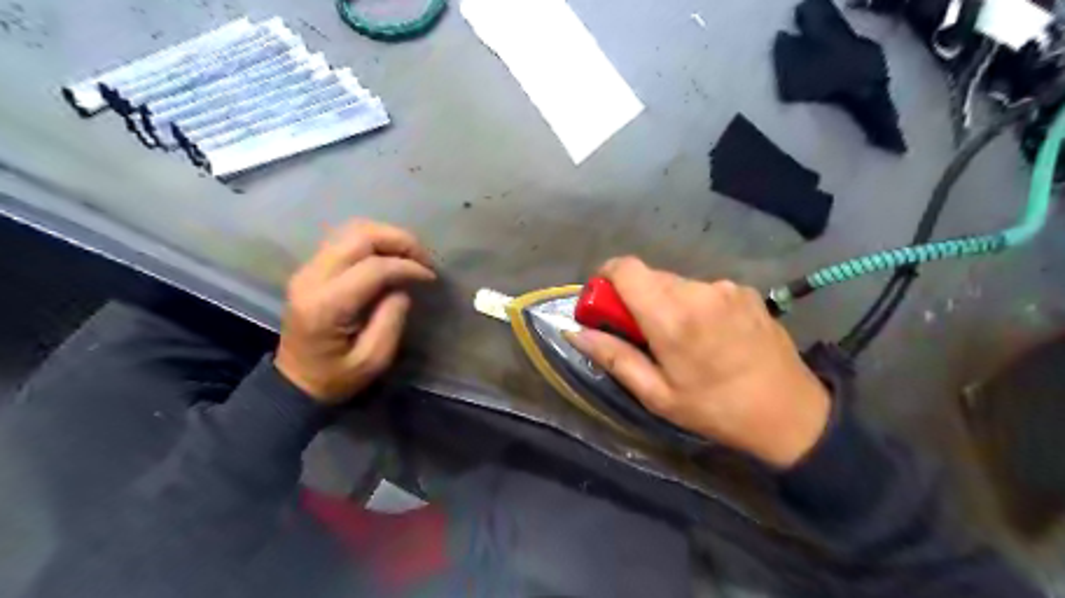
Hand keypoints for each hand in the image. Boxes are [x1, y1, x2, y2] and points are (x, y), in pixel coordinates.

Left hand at [277, 221, 440, 405]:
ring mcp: (308, 270)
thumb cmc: (336, 378)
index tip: (430, 278)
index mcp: (326, 305)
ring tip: (410, 256)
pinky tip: (390, 258)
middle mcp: (312, 278)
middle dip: (399, 240)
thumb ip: (391, 321)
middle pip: (359, 236)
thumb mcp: (373, 361)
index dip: (407, 266)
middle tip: (423, 259)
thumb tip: (402, 288)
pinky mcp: (311, 269)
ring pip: (351, 230)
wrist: (294, 383)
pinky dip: (373, 242)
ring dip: (386, 237)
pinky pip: (345, 239)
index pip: (373, 267)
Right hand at [569, 257, 826, 465]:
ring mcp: (725, 287)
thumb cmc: (716, 409)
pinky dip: (694, 304)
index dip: (606, 278)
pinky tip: (710, 335)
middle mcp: (698, 290)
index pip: (625, 268)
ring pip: (676, 283)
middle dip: (636, 298)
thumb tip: (575, 331)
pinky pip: (703, 289)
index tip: (605, 305)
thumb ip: (614, 357)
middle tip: (642, 334)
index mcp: (672, 315)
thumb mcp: (657, 394)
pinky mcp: (745, 291)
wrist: (791, 412)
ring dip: (666, 302)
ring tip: (681, 340)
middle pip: (649, 276)